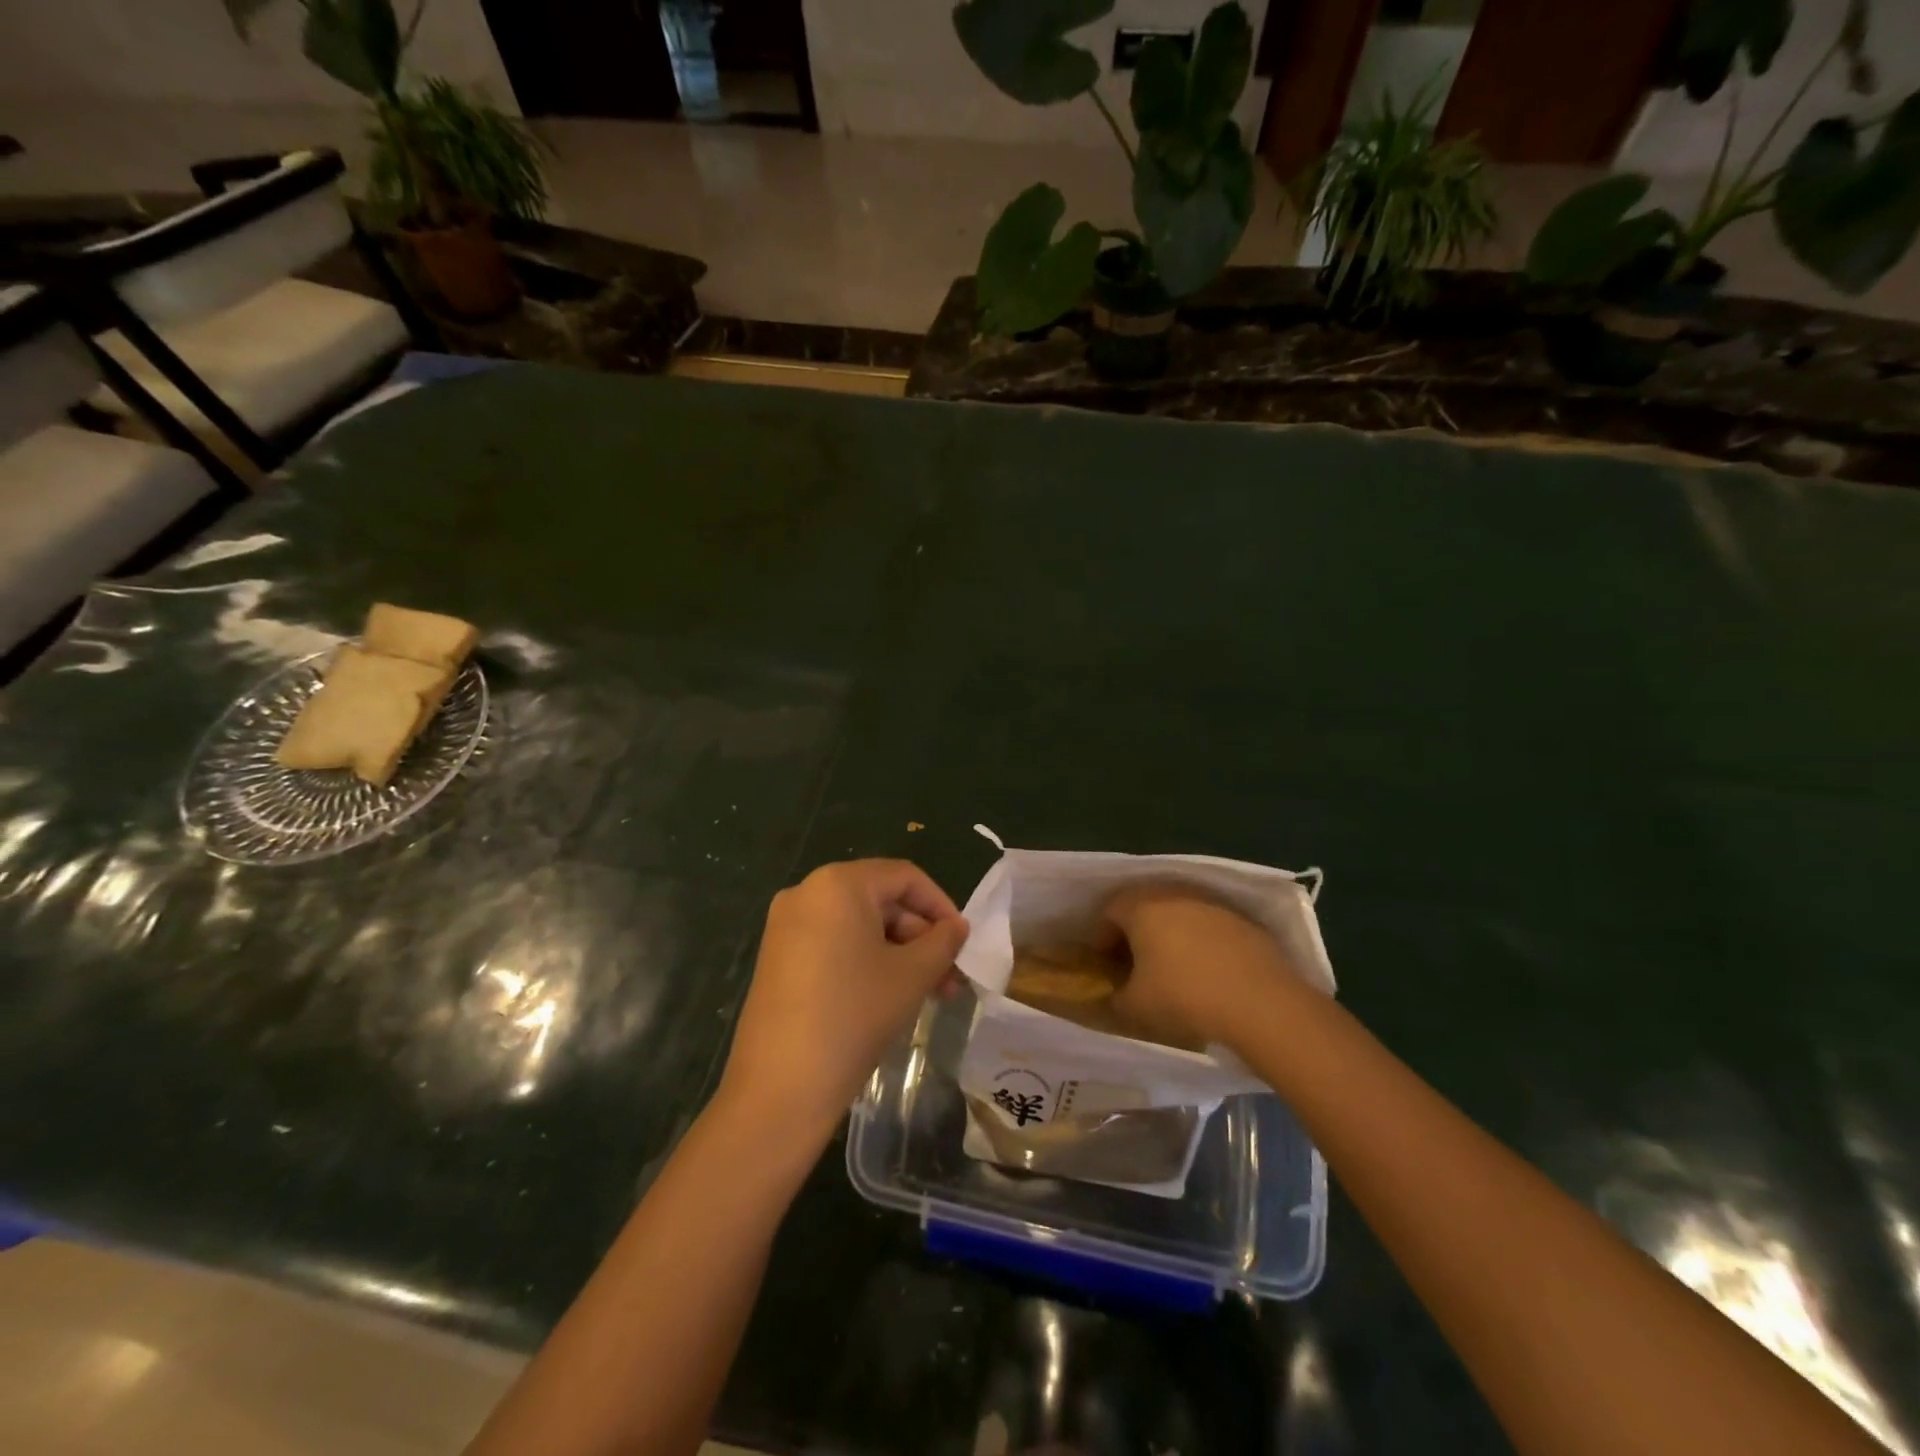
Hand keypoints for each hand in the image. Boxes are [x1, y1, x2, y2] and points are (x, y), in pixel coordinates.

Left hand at [718, 859, 967, 1146]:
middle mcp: (807, 892)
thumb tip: (956, 927)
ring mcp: (786, 926)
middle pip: (880, 901)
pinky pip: (834, 944)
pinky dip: (867, 961)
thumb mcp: (913, 975)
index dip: (941, 906)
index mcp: (838, 883)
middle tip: (950, 978)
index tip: (963, 942)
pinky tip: (889, 996)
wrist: (781, 1086)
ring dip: (898, 953)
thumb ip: (943, 941)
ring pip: (858, 926)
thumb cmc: (855, 1015)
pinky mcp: (777, 957)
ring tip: (928, 993)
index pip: (904, 877)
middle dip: (920, 937)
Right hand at [1103, 884, 1300, 1051]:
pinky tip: (1206, 970)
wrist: (1261, 1002)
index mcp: (1141, 906)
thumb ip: (1116, 997)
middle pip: (1143, 904)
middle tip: (1133, 962)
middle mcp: (1173, 893)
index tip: (1105, 964)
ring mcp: (1211, 903)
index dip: (1102, 937)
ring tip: (1171, 966)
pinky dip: (1200, 940)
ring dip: (1169, 932)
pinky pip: (1208, 923)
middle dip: (1134, 931)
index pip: (1109, 910)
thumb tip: (1115, 995)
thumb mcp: (1135, 1006)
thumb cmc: (1184, 996)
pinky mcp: (1242, 919)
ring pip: (1178, 911)